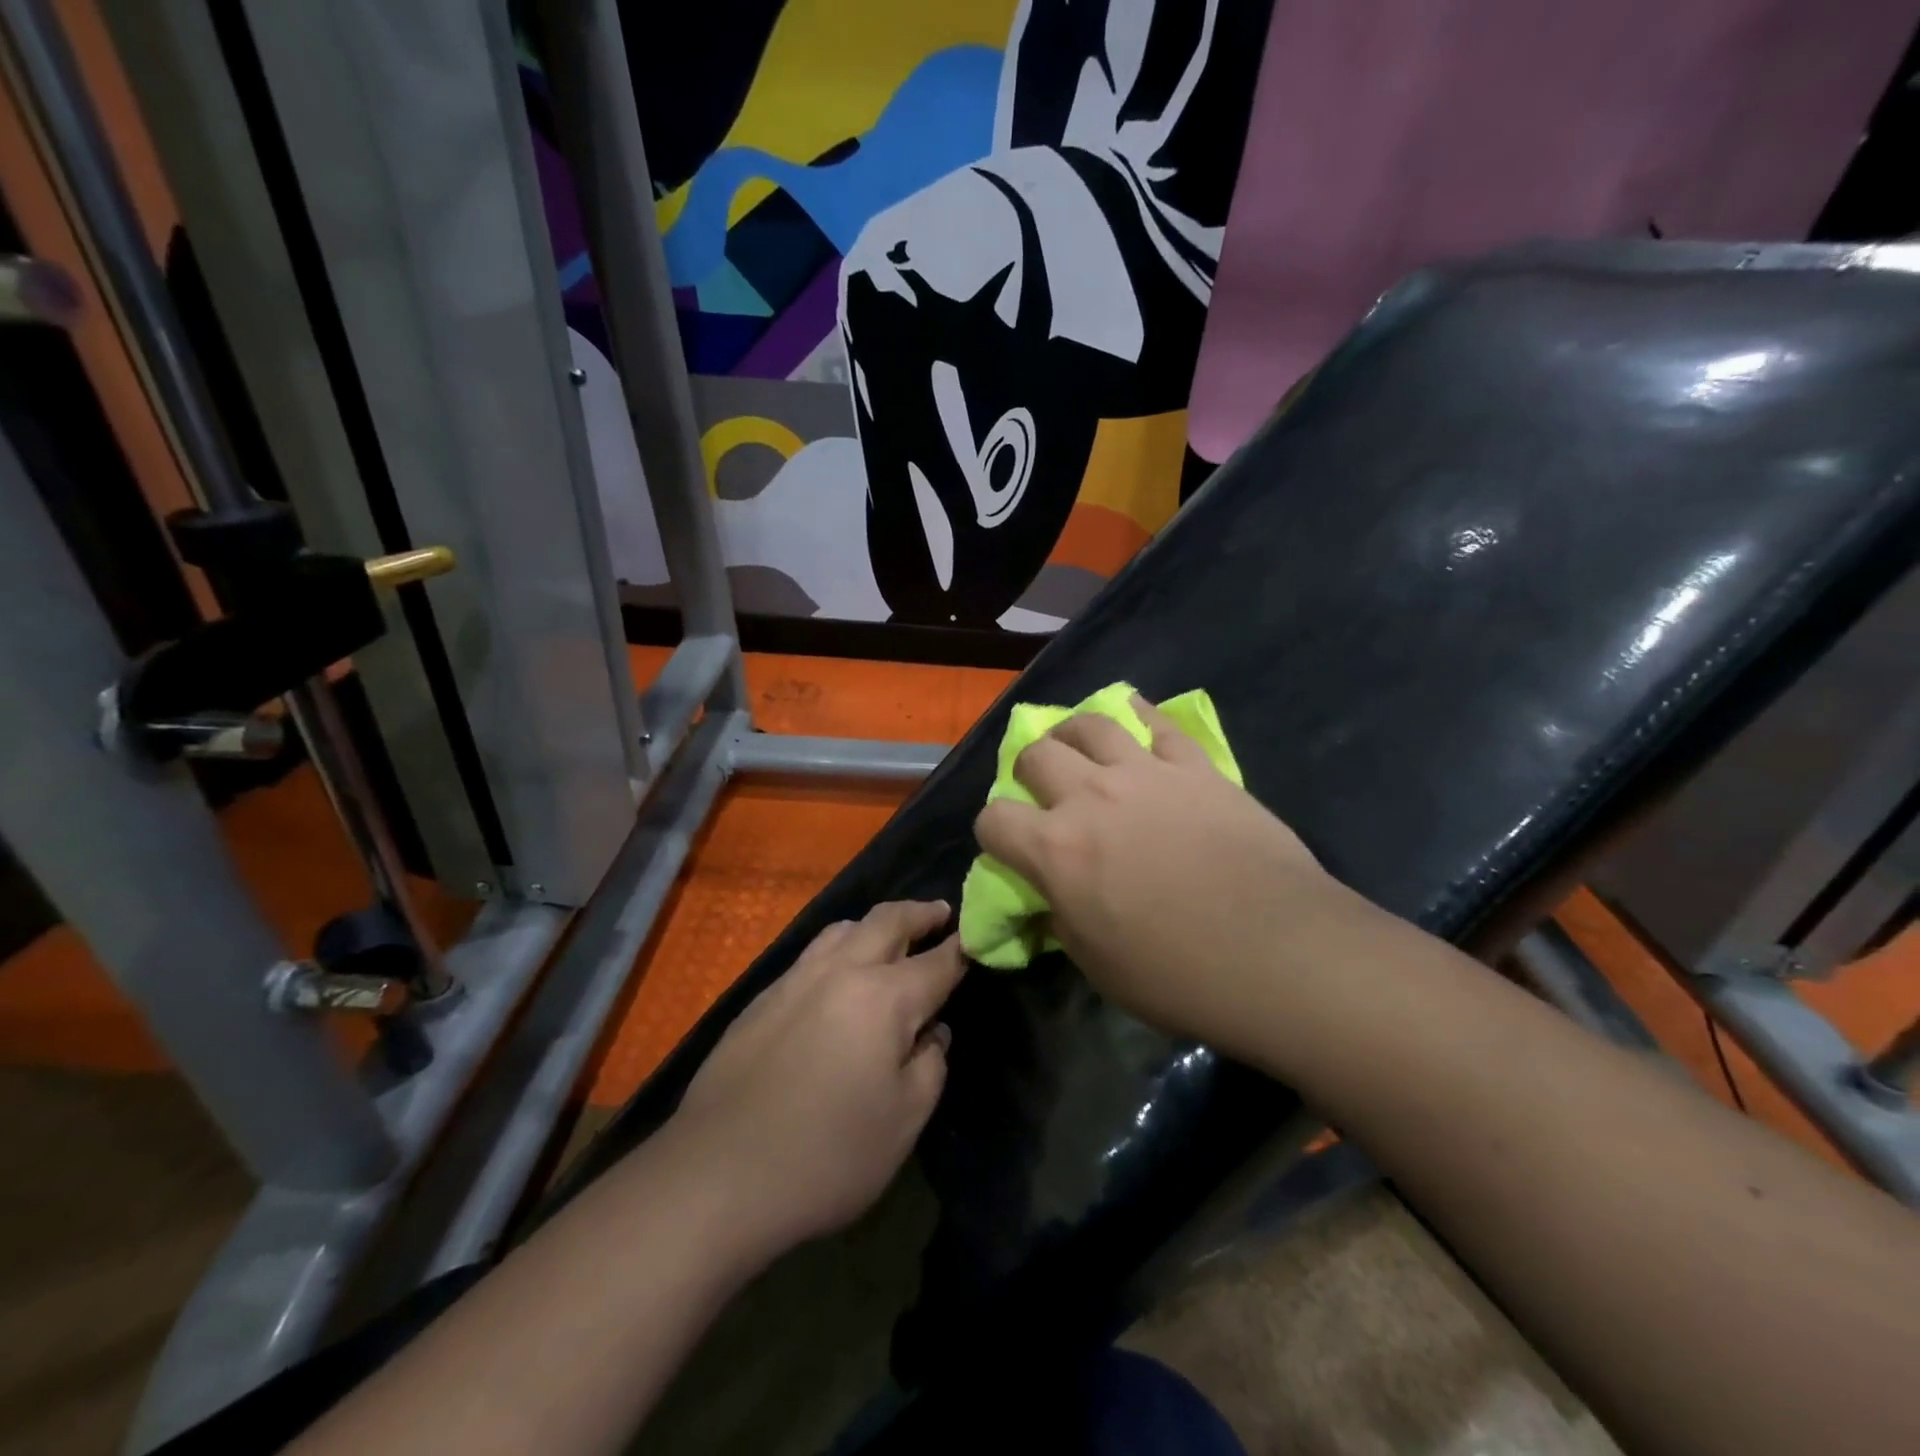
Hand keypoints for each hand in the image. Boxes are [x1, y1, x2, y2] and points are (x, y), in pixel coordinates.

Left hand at [664, 901, 962, 1258]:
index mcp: (885, 997)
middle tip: (940, 913)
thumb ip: (929, 1065)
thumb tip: (931, 1032)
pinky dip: (840, 946)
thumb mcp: (903, 1122)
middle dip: (920, 913)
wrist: (717, 1174)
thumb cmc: (826, 1155)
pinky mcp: (763, 997)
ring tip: (890, 936)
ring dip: (875, 924)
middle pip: (888, 921)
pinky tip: (839, 974)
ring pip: (844, 928)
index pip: (937, 961)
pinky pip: (813, 953)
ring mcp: (796, 979)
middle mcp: (842, 971)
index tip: (977, 937)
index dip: (962, 948)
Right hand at [974, 697, 1343, 1055]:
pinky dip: (1139, 716)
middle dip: (1028, 773)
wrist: (1279, 952)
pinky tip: (1134, 718)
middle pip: (1036, 755)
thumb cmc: (1179, 975)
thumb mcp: (1098, 966)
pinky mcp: (1195, 767)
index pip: (994, 821)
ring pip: (1090, 725)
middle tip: (1047, 793)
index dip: (994, 833)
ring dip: (1073, 733)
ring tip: (1081, 748)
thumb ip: (1061, 919)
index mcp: (1056, 850)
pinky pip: (1158, 724)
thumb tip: (1052, 897)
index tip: (1009, 848)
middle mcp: (1091, 797)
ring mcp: (1146, 773)